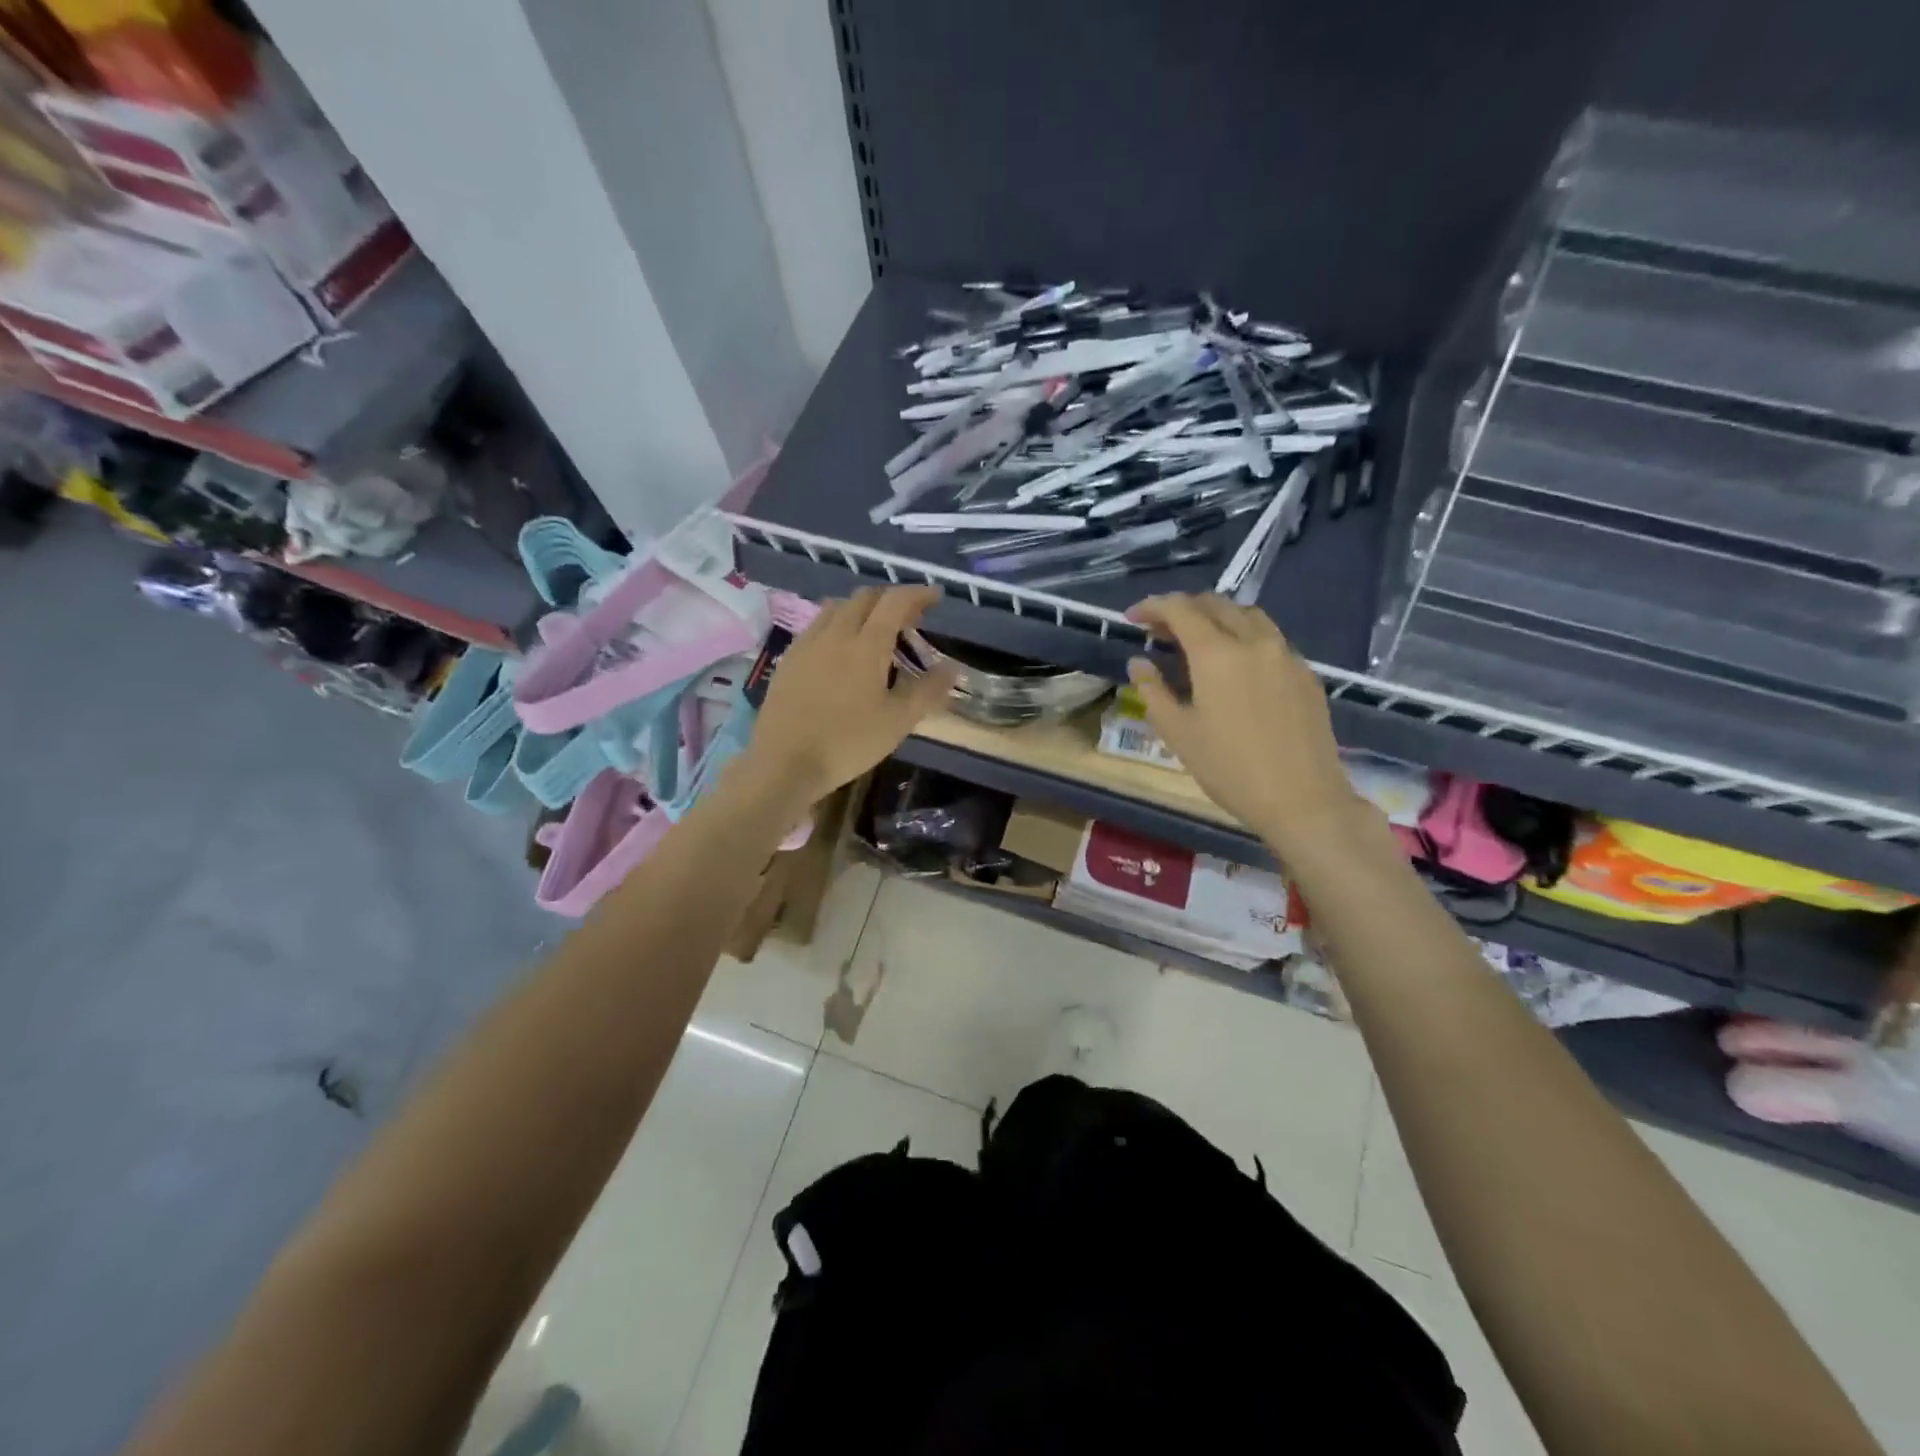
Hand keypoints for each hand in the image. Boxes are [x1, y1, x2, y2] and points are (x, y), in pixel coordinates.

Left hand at [744, 586, 959, 803]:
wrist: (784, 762)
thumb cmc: (848, 742)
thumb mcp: (898, 721)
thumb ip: (928, 690)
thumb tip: (954, 667)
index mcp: (866, 644)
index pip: (895, 602)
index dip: (918, 594)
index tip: (936, 596)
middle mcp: (835, 633)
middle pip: (864, 597)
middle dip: (890, 599)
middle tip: (909, 619)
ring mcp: (807, 644)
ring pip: (837, 607)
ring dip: (862, 608)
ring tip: (875, 630)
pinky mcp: (789, 659)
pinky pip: (817, 625)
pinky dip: (837, 624)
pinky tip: (840, 649)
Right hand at [1126, 593, 1358, 849]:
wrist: (1302, 799)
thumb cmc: (1229, 769)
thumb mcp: (1178, 733)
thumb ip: (1153, 691)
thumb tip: (1138, 663)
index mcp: (1218, 654)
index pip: (1180, 609)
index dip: (1153, 606)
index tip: (1133, 618)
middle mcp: (1255, 642)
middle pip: (1216, 604)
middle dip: (1183, 609)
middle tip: (1160, 631)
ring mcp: (1286, 655)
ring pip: (1248, 616)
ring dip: (1217, 617)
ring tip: (1198, 641)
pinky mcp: (1306, 673)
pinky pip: (1270, 639)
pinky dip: (1244, 638)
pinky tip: (1236, 667)